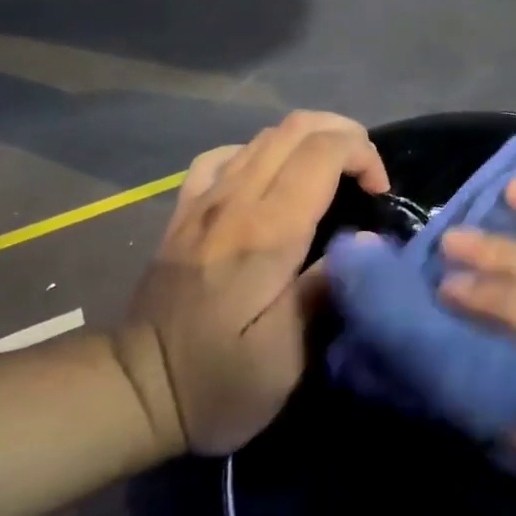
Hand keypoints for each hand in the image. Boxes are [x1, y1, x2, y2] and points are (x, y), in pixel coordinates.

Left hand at [114, 112, 389, 457]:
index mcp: (267, 232)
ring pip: (264, 135)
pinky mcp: (185, 209)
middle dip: (345, 136)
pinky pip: (226, 155)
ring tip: (333, 176)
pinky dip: (262, 153)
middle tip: (367, 176)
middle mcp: (235, 200)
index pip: (323, 152)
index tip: (381, 194)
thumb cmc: (218, 380)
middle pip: (296, 127)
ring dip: (310, 141)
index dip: (364, 156)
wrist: (134, 387)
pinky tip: (271, 180)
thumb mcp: (287, 356)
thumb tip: (366, 240)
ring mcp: (204, 200)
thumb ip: (327, 288)